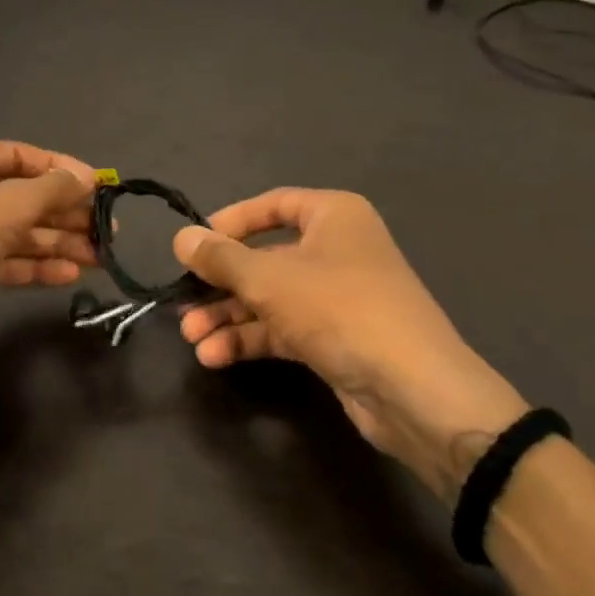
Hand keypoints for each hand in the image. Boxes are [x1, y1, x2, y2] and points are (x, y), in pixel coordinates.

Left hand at [0, 141, 96, 376]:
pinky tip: (69, 276)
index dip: (62, 169)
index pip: (21, 155)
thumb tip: (87, 176)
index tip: (101, 187)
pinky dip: (36, 265)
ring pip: (17, 231)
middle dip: (65, 213)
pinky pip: (6, 260)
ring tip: (100, 257)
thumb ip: (50, 190)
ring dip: (58, 242)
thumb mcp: (5, 208)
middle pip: (22, 196)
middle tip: (107, 230)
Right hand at [174, 189, 528, 499]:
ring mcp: (338, 296)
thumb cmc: (339, 309)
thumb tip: (181, 237)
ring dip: (230, 316)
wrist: (414, 389)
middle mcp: (337, 249)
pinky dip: (251, 339)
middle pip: (266, 258)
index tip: (194, 244)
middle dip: (222, 283)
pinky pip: (284, 328)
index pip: (273, 205)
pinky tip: (216, 357)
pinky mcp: (336, 338)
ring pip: (271, 298)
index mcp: (333, 216)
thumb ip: (221, 258)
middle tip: (183, 302)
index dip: (231, 222)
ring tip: (192, 338)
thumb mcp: (269, 279)